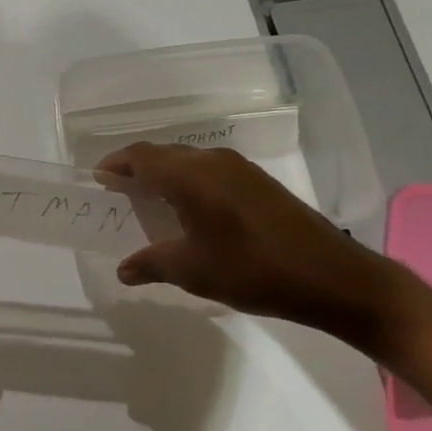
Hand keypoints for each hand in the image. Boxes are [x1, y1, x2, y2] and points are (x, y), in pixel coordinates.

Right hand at [98, 142, 407, 350]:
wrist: (332, 276)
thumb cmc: (253, 270)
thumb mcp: (194, 271)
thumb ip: (152, 264)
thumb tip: (123, 270)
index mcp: (190, 176)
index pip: (141, 157)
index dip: (116, 165)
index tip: (99, 179)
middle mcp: (211, 161)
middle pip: (162, 154)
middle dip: (137, 168)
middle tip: (119, 191)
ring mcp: (239, 168)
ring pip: (188, 160)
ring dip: (165, 174)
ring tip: (150, 201)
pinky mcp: (259, 181)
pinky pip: (209, 170)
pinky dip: (189, 181)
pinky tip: (192, 209)